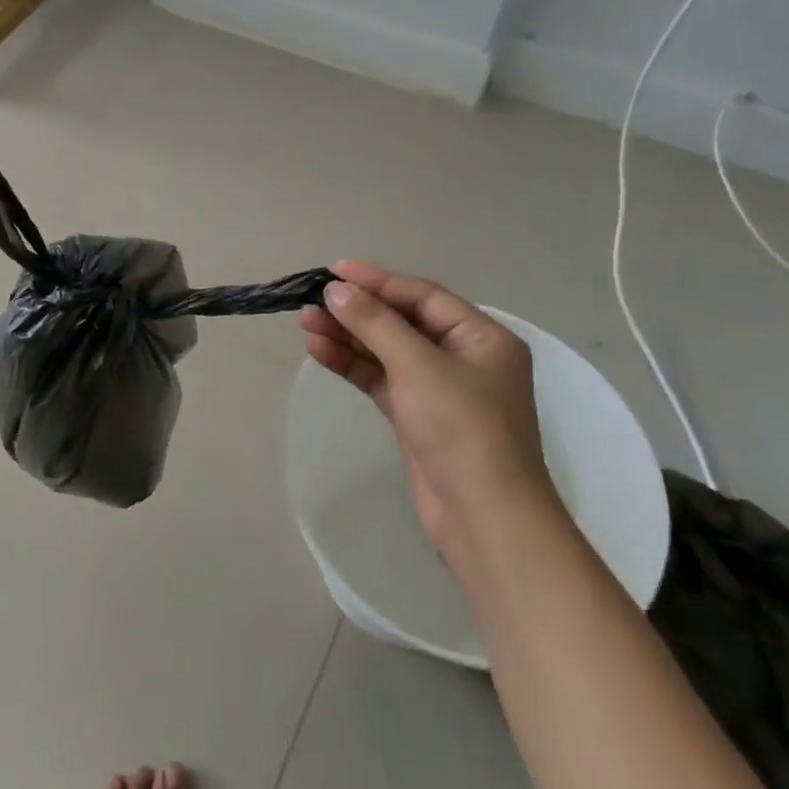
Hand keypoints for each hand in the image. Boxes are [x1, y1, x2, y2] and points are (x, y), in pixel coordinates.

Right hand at [300, 260, 551, 554]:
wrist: (483, 517)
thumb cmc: (461, 428)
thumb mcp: (417, 365)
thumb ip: (375, 323)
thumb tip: (336, 290)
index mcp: (482, 337)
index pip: (422, 296)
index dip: (378, 280)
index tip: (335, 271)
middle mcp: (464, 358)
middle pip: (403, 322)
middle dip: (358, 311)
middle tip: (312, 299)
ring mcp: (440, 390)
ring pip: (388, 352)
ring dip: (349, 337)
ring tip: (305, 322)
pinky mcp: (418, 418)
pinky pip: (382, 380)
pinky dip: (354, 365)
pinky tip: (320, 351)